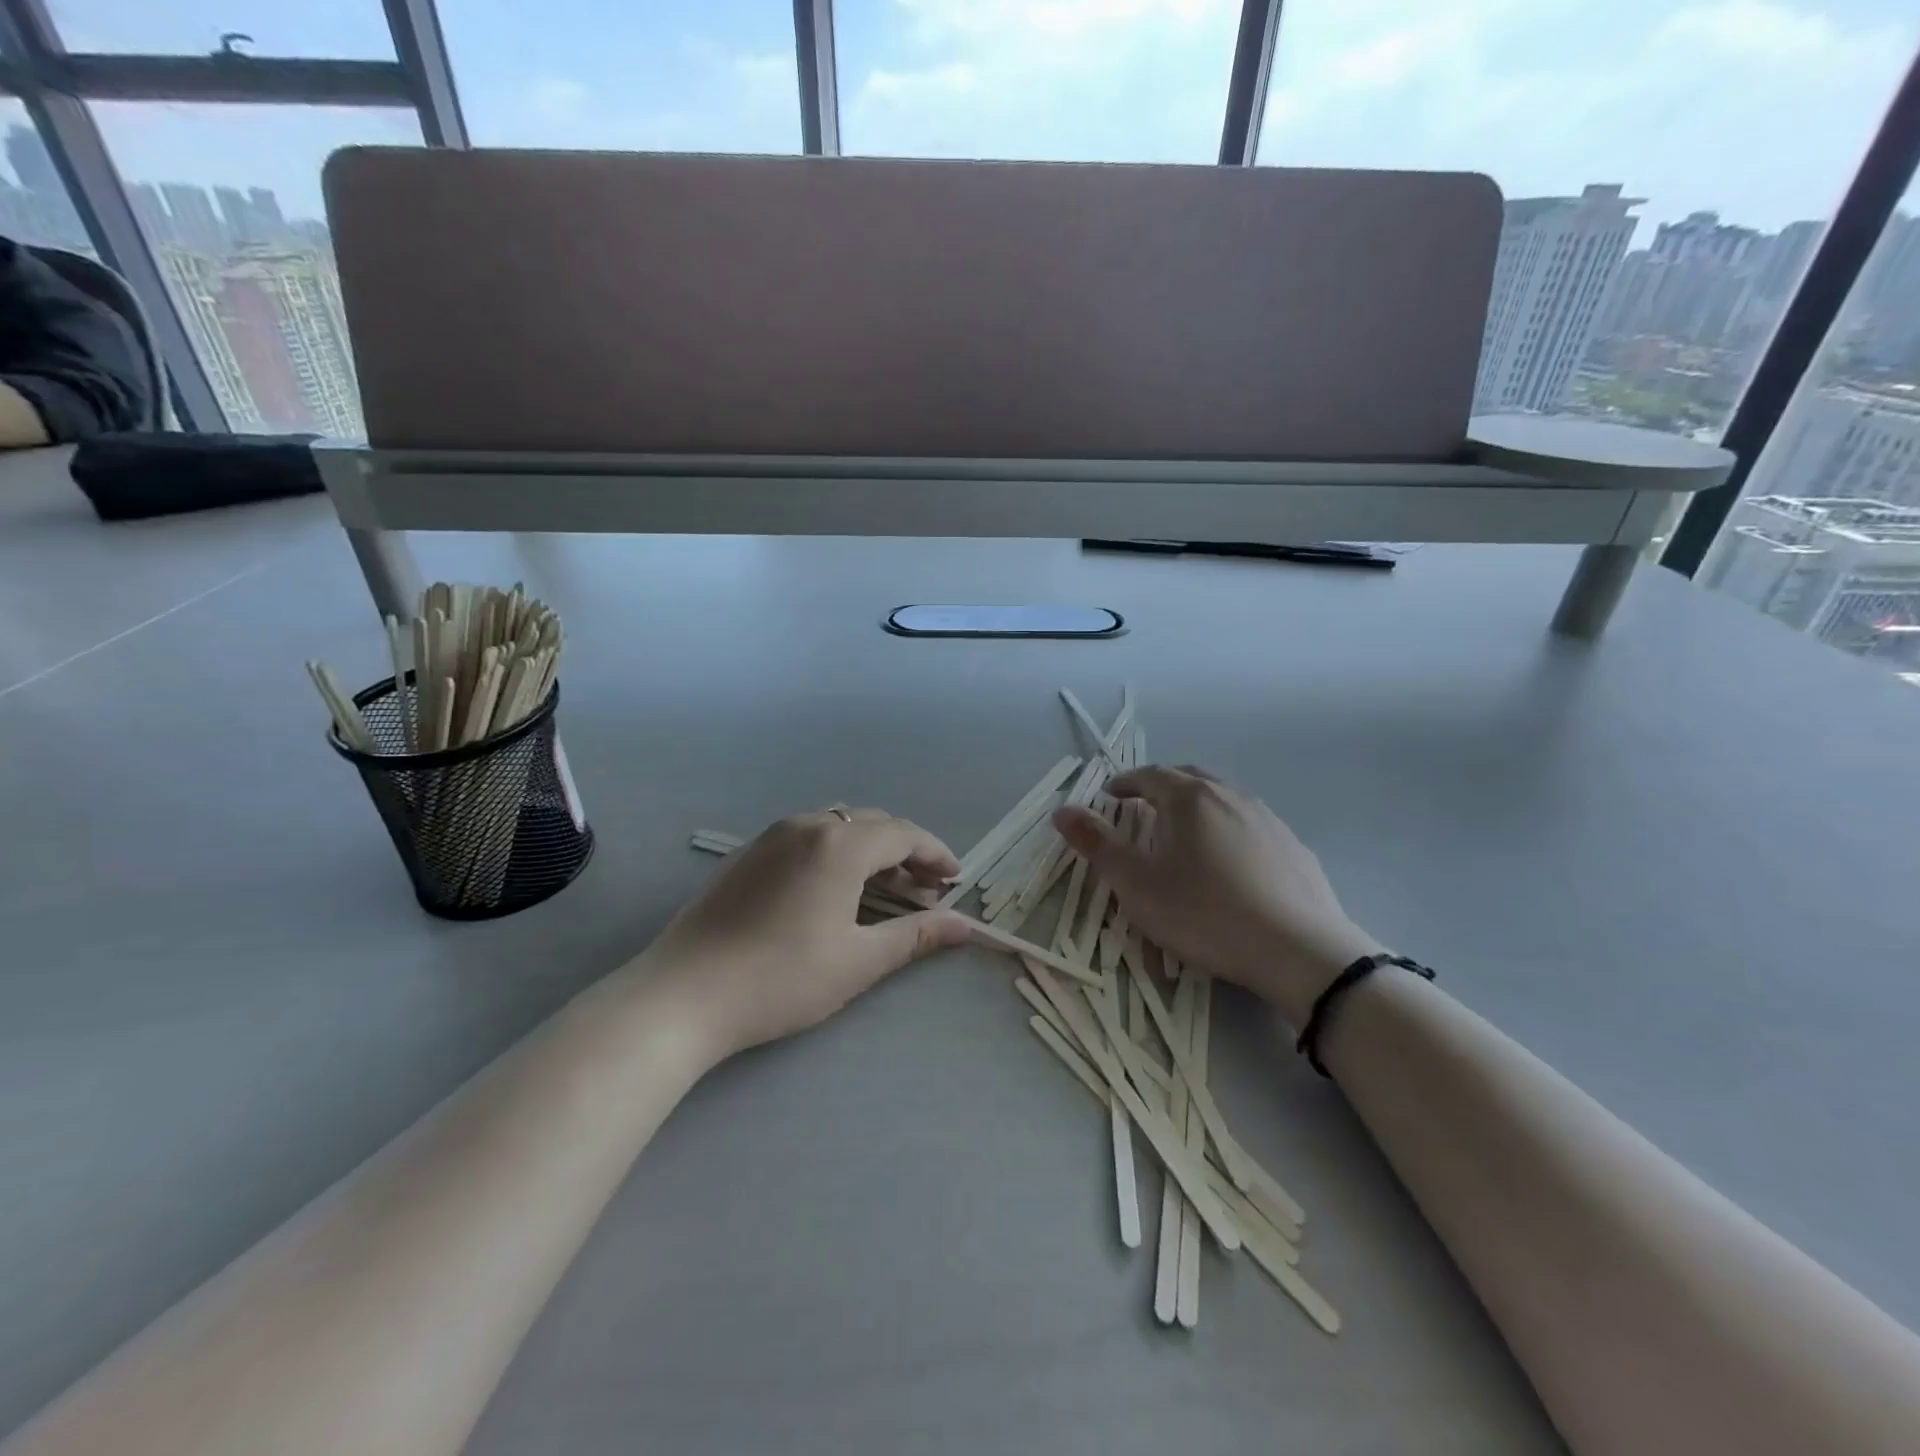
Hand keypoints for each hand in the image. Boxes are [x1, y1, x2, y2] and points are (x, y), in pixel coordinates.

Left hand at [647, 810, 971, 1057]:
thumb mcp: (858, 961)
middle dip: (906, 851)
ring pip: (839, 826)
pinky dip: (837, 853)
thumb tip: (965, 925)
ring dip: (871, 851)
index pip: (903, 834)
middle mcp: (807, 825)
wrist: (683, 995)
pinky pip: (808, 837)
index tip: (956, 879)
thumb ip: (916, 935)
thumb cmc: (781, 979)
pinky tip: (837, 890)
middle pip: (872, 824)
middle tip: (926, 890)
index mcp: (839, 844)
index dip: (936, 854)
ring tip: (886, 890)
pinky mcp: (748, 854)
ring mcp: (772, 836)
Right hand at [1054, 766, 1384, 1023]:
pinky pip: (1251, 825)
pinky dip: (1228, 828)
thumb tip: (1062, 811)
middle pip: (1189, 778)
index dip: (1125, 783)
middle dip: (1161, 786)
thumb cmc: (1205, 914)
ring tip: (1184, 832)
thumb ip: (1098, 845)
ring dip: (1197, 805)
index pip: (1150, 776)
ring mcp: (1268, 820)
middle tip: (1142, 804)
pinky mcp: (1294, 848)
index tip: (1110, 795)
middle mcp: (1231, 797)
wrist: (1300, 951)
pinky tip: (1230, 861)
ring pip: (1224, 799)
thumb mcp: (1138, 885)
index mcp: (1190, 799)